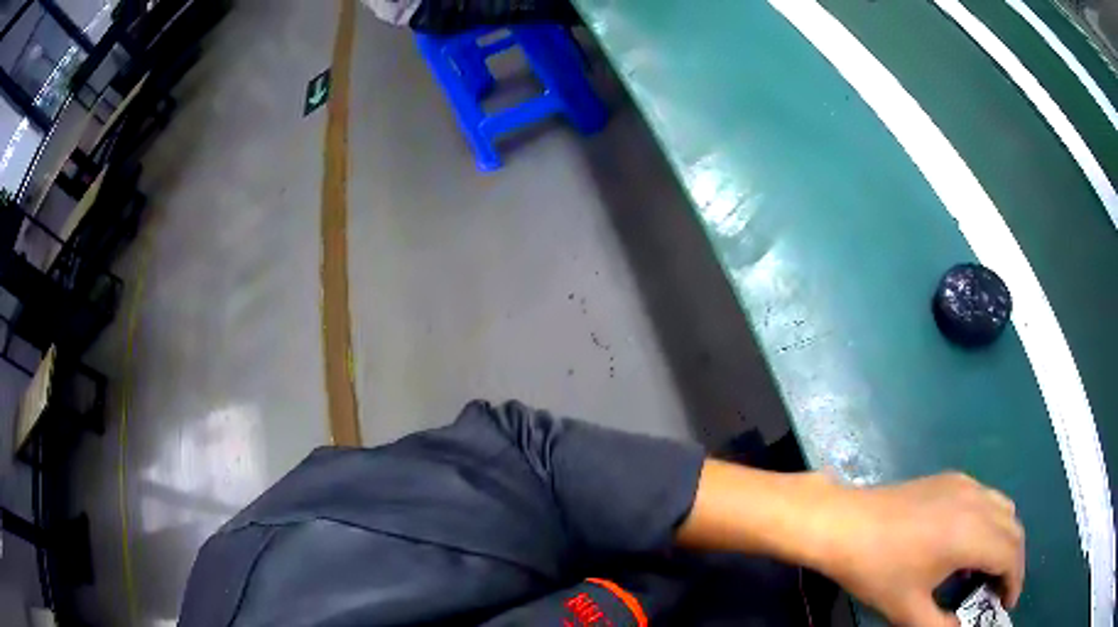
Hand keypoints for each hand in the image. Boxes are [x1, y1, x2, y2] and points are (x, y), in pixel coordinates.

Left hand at [814, 472, 1024, 626]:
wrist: (845, 523)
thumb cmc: (877, 570)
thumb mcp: (908, 610)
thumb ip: (941, 626)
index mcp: (973, 533)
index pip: (1011, 555)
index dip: (1015, 581)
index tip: (1008, 605)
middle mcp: (979, 502)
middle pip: (1014, 530)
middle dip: (1013, 562)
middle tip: (999, 593)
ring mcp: (966, 485)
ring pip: (1004, 510)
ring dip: (1005, 540)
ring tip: (987, 572)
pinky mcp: (952, 479)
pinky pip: (987, 499)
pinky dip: (991, 522)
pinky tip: (969, 546)